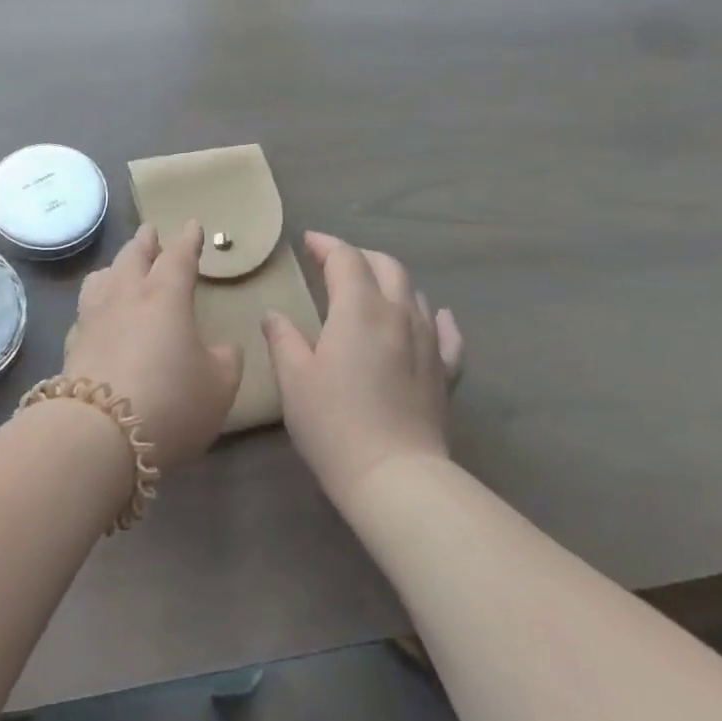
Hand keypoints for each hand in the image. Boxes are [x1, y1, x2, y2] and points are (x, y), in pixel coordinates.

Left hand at [62, 221, 243, 470]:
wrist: (98, 435)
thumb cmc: (170, 402)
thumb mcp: (218, 386)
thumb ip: (225, 360)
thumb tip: (222, 348)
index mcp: (165, 296)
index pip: (178, 257)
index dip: (188, 240)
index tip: (193, 225)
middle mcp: (125, 296)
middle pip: (133, 257)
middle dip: (145, 243)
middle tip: (150, 232)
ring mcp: (93, 319)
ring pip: (102, 278)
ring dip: (115, 267)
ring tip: (119, 267)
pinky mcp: (72, 345)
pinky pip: (85, 311)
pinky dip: (96, 303)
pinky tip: (97, 315)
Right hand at [264, 231, 463, 507]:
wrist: (395, 477)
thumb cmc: (334, 424)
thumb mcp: (294, 380)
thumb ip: (282, 339)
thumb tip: (274, 315)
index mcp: (359, 309)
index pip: (346, 259)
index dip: (326, 245)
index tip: (308, 242)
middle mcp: (399, 314)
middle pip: (386, 266)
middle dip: (360, 257)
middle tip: (335, 264)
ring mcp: (428, 342)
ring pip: (415, 293)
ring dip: (391, 282)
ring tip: (372, 290)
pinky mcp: (446, 372)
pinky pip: (447, 334)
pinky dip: (437, 318)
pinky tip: (435, 316)